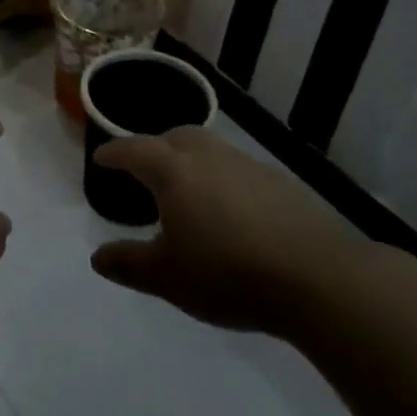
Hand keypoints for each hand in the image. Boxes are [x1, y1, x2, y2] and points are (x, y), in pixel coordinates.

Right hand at [89, 127, 365, 331]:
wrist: (318, 277)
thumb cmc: (228, 273)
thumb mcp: (167, 277)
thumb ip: (129, 264)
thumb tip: (98, 257)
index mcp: (174, 171)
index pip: (134, 150)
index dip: (114, 153)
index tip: (101, 158)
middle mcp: (209, 157)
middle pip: (175, 137)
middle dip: (155, 148)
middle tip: (145, 169)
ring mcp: (249, 166)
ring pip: (210, 150)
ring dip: (191, 161)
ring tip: (187, 191)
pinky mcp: (281, 183)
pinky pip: (238, 170)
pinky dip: (223, 180)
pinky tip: (230, 211)